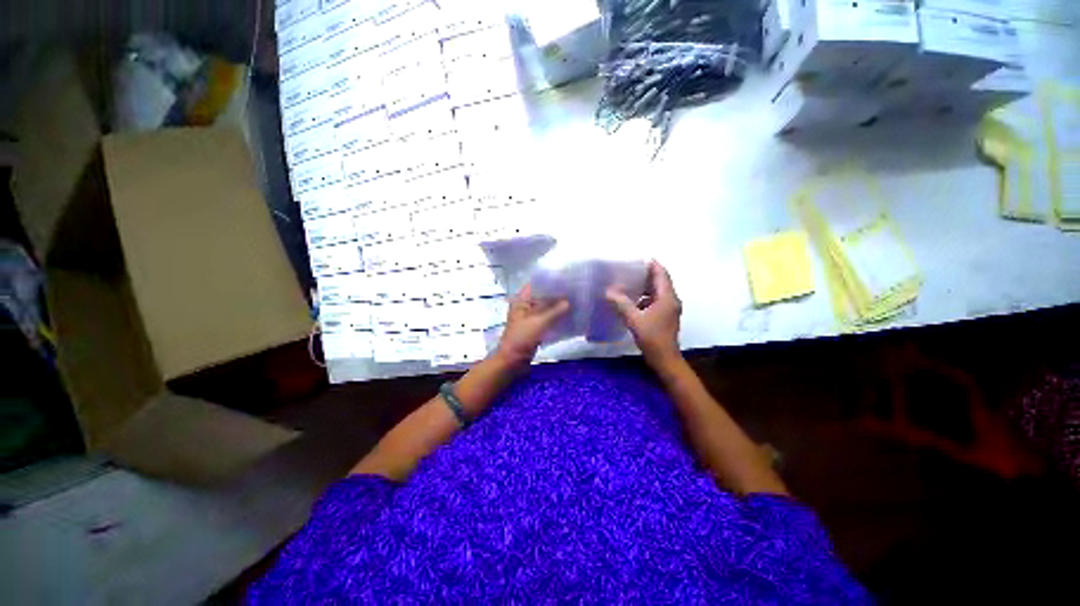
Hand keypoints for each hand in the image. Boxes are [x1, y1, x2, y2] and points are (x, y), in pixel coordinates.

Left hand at [495, 284, 569, 365]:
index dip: (550, 281)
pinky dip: (556, 318)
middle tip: (575, 291)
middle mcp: (525, 306)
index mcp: (522, 300)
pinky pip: (548, 319)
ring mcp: (530, 318)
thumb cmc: (522, 338)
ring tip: (575, 301)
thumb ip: (555, 310)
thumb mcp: (539, 322)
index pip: (537, 284)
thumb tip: (569, 300)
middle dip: (557, 294)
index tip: (567, 279)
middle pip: (543, 296)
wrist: (512, 362)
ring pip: (546, 308)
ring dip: (558, 307)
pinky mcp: (535, 328)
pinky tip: (570, 316)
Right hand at [605, 260, 682, 368]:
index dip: (652, 264)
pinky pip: (655, 302)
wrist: (665, 359)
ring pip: (657, 292)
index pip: (661, 274)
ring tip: (627, 284)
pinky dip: (644, 298)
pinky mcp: (665, 317)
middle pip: (660, 281)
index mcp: (667, 297)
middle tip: (628, 271)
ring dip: (644, 287)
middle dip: (645, 275)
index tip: (637, 259)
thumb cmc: (652, 337)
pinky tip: (631, 302)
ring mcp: (669, 309)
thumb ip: (621, 303)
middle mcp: (671, 300)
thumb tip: (609, 291)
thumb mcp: (634, 319)